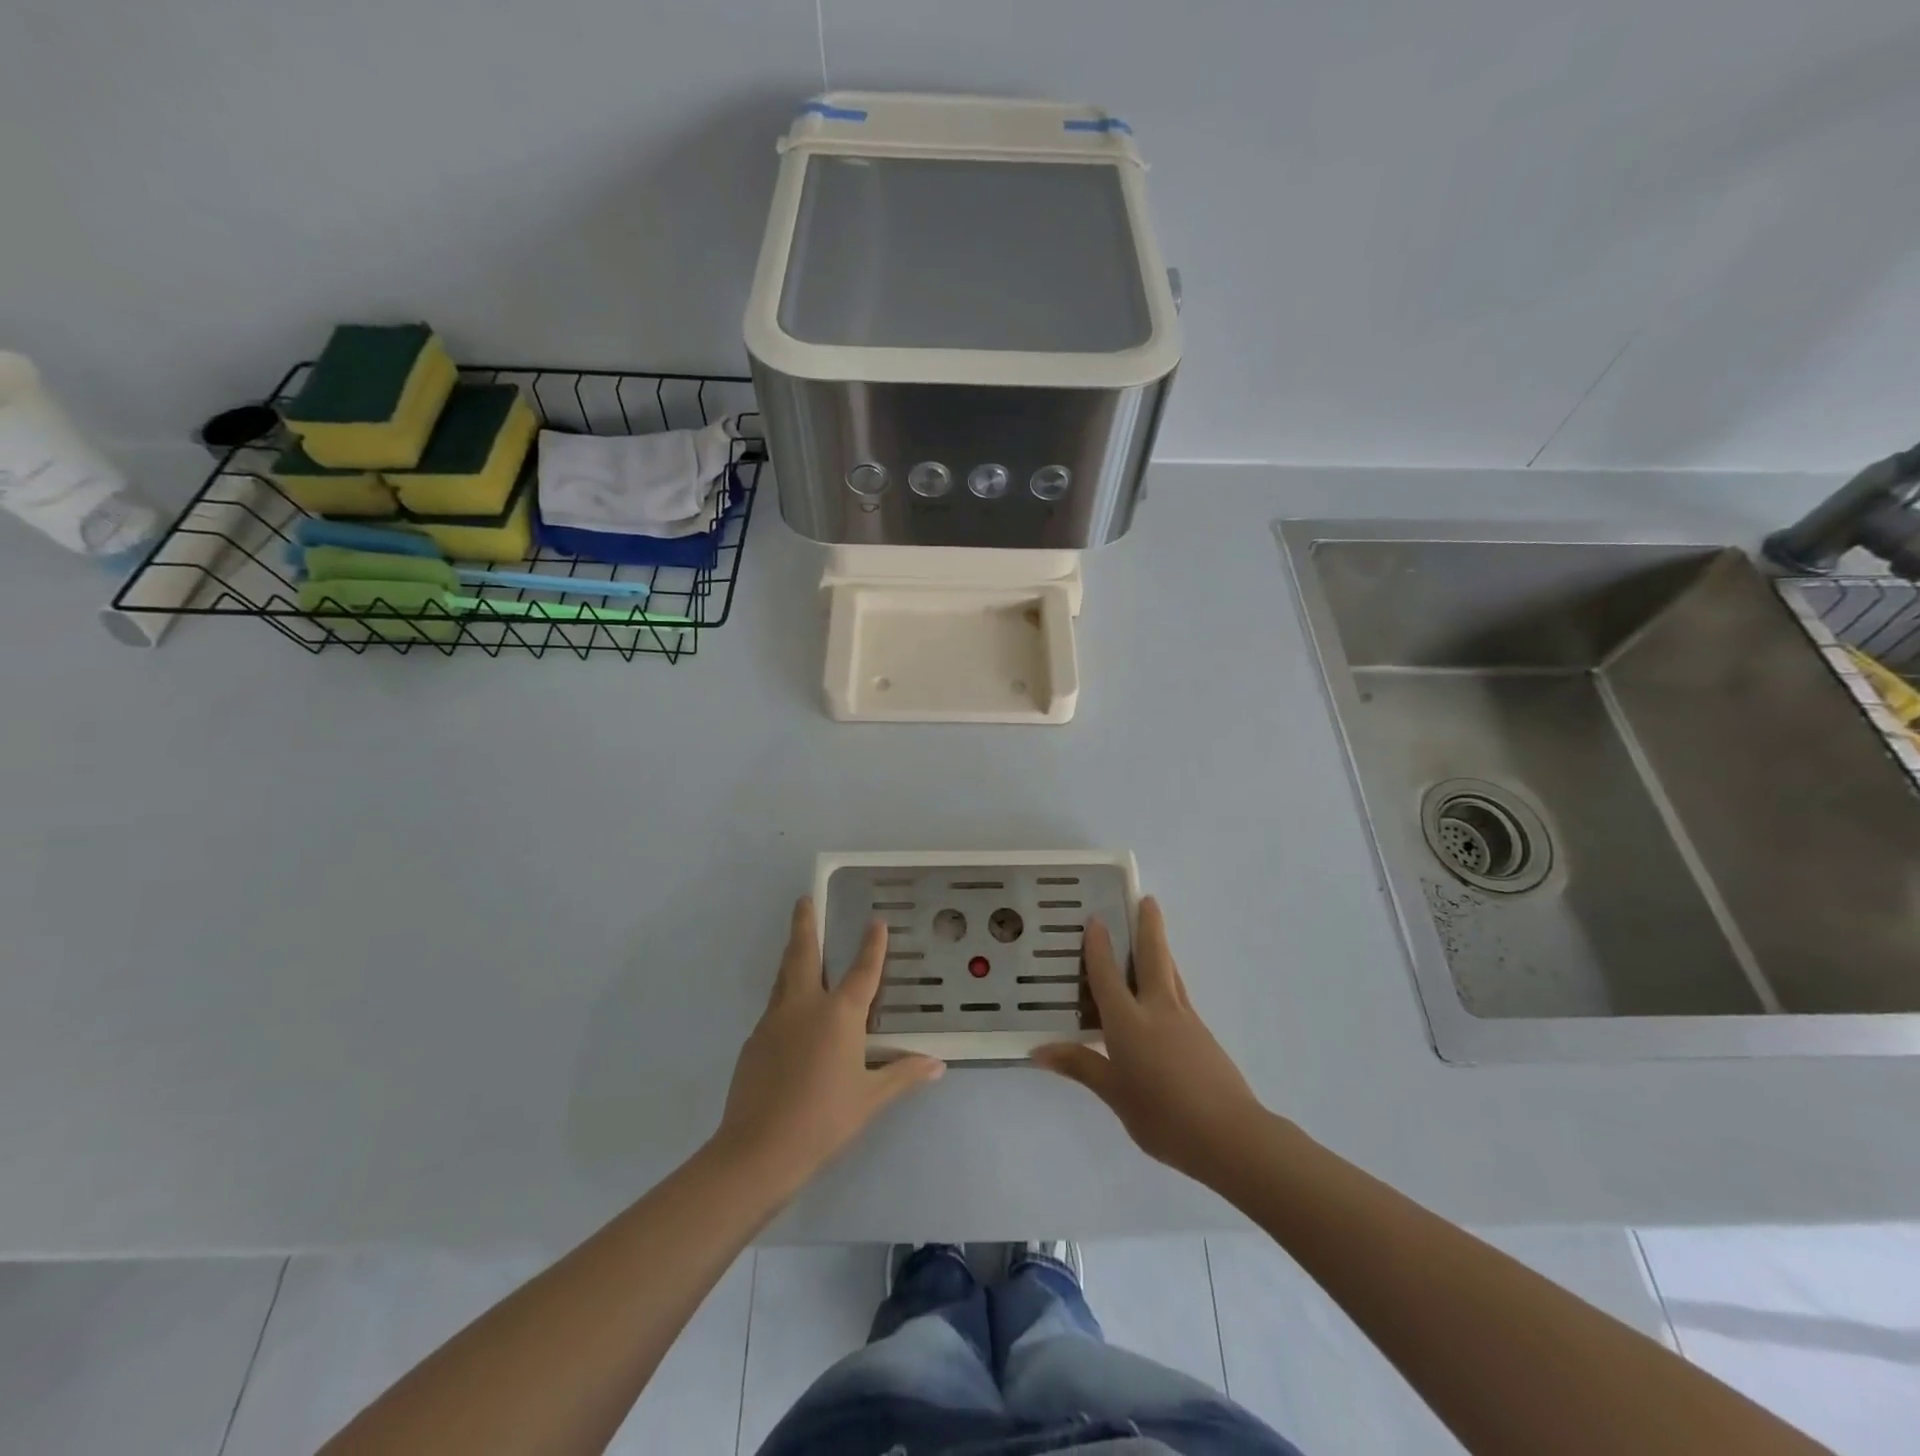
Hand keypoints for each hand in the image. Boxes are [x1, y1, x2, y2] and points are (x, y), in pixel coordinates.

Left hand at [715, 899, 943, 1193]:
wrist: (758, 1149)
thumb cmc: (824, 1120)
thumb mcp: (870, 1098)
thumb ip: (903, 1075)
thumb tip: (938, 1064)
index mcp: (839, 1014)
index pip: (862, 970)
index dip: (871, 944)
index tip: (875, 920)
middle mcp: (805, 1006)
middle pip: (803, 954)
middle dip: (805, 924)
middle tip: (803, 899)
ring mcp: (774, 1021)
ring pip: (784, 976)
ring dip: (792, 955)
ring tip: (796, 942)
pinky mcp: (754, 1041)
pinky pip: (774, 1008)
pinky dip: (785, 997)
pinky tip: (790, 1016)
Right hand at [1032, 897, 1267, 1183]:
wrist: (1230, 1136)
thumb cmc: (1163, 1116)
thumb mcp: (1115, 1095)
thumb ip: (1081, 1067)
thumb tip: (1039, 1050)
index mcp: (1129, 1022)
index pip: (1108, 975)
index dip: (1099, 946)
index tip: (1095, 918)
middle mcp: (1158, 1010)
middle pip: (1153, 957)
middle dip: (1149, 926)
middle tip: (1147, 899)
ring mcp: (1186, 1020)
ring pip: (1171, 973)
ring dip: (1161, 949)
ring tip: (1155, 934)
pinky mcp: (1203, 1036)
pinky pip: (1179, 995)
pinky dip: (1169, 980)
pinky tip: (1164, 995)